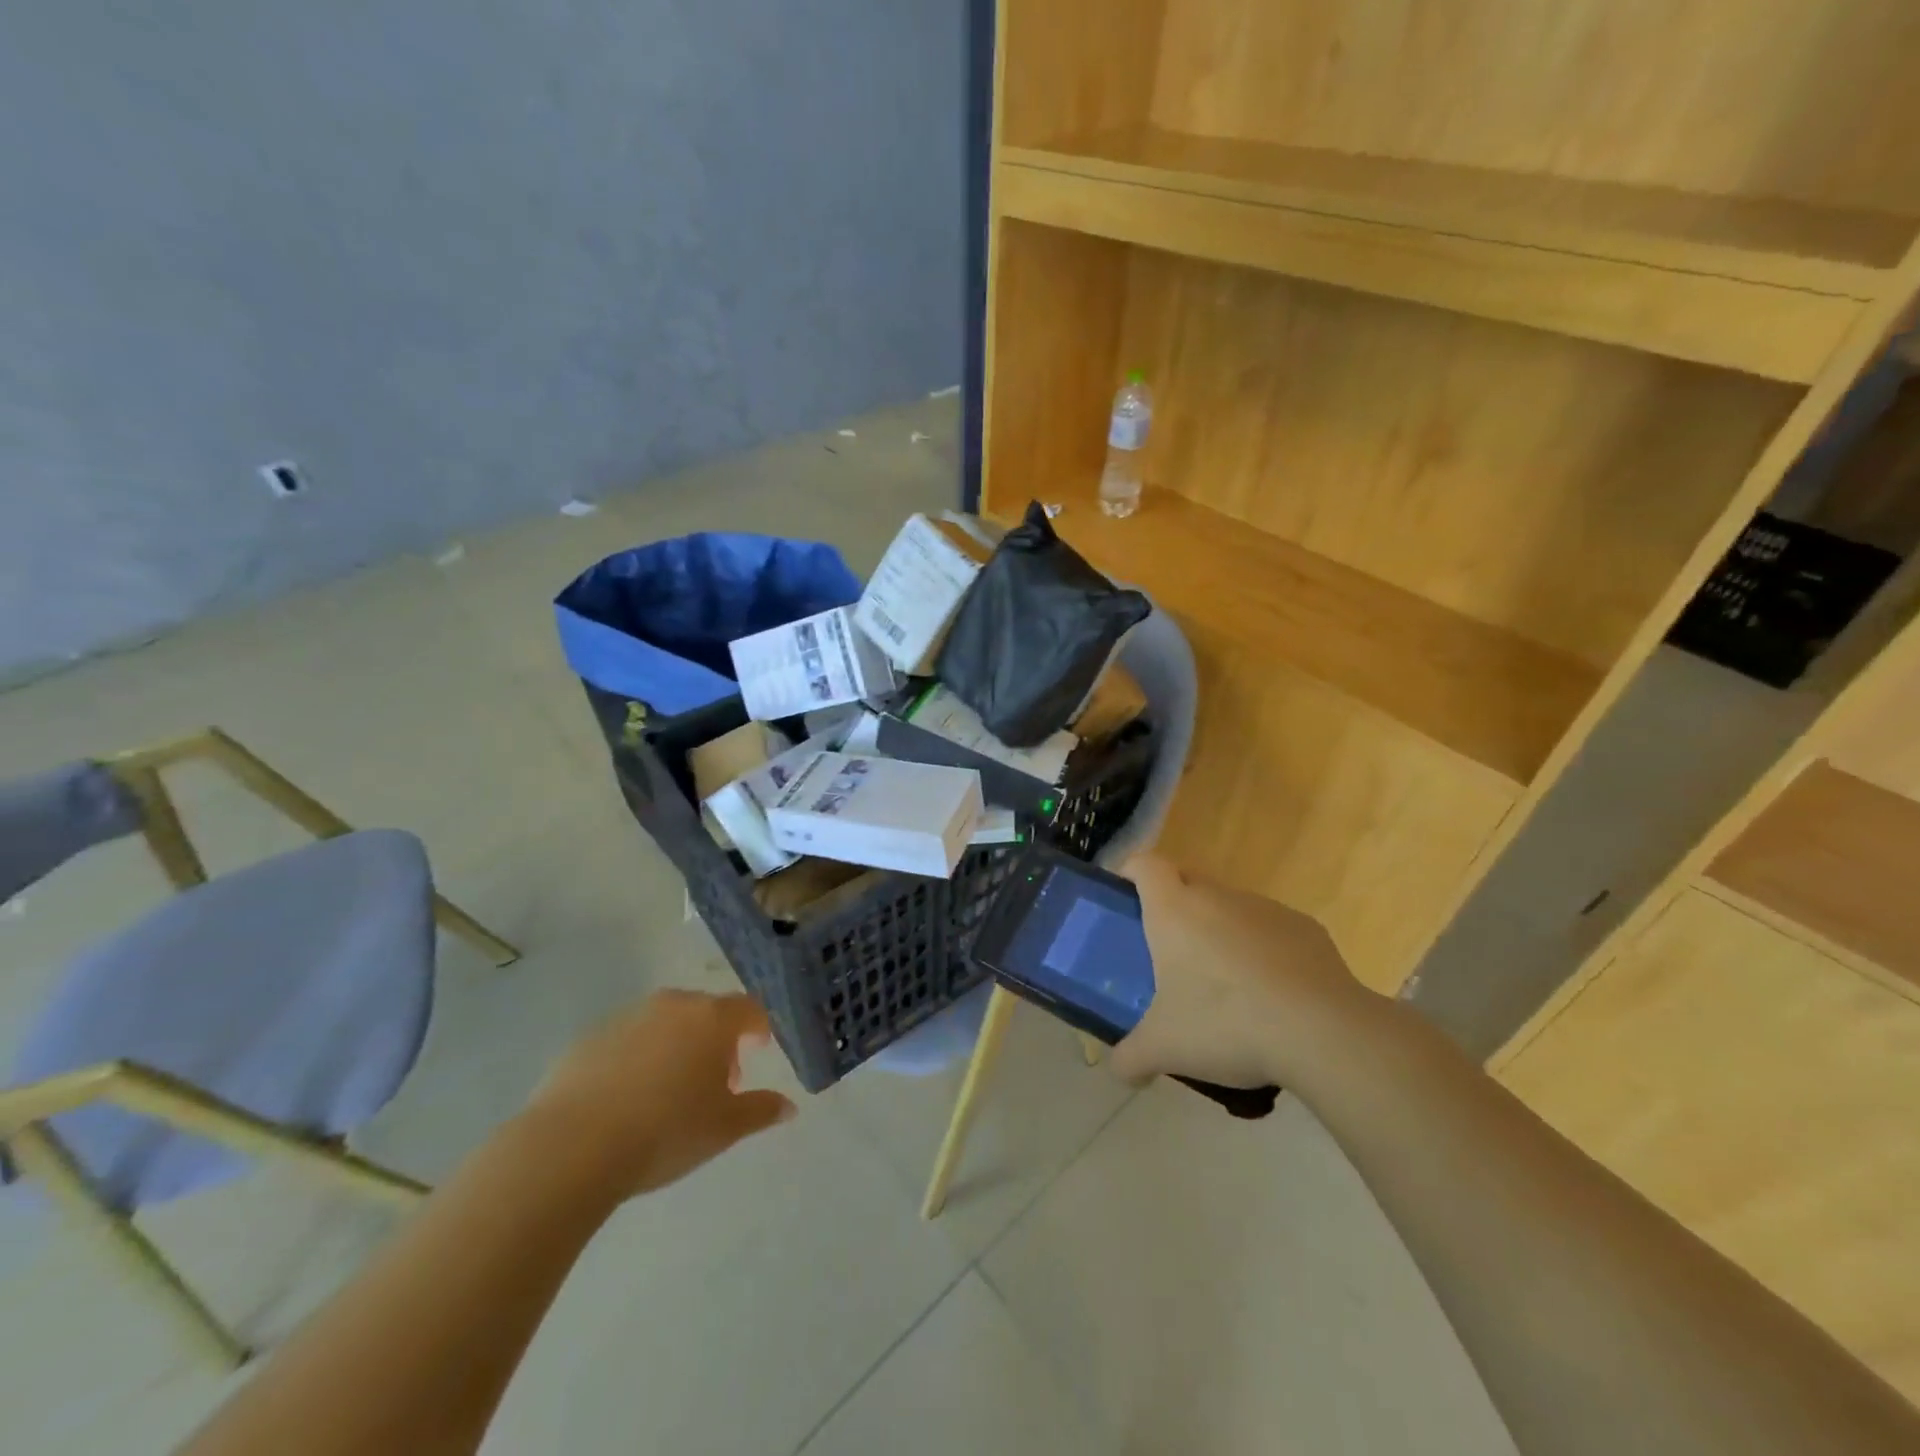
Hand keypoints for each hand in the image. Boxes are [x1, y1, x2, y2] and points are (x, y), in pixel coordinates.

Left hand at [523, 990, 795, 1201]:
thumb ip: (760, 1111)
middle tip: (717, 1080)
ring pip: (665, 1023)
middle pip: (706, 1012)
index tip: (759, 1049)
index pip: (748, 1008)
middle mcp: (672, 1005)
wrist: (571, 1146)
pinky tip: (628, 1097)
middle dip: (717, 1040)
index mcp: (711, 1018)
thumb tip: (788, 1107)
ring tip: (670, 1090)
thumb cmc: (665, 1131)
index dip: (758, 1027)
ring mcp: (627, 1017)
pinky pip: (627, 1039)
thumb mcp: (724, 1128)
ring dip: (677, 1045)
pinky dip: (638, 1057)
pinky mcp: (589, 1037)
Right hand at [1112, 857, 1376, 1089]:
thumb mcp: (1164, 1048)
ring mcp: (1265, 908)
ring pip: (1230, 907)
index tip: (1125, 898)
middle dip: (1174, 907)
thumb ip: (1130, 1057)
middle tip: (1169, 953)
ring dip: (1220, 932)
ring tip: (1224, 986)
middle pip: (1187, 881)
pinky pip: (1270, 930)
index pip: (1145, 864)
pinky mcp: (1306, 928)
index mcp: (1174, 909)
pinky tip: (1271, 997)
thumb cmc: (1225, 1024)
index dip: (1131, 872)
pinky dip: (1263, 952)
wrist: (1321, 1031)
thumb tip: (1119, 1070)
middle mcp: (1217, 896)